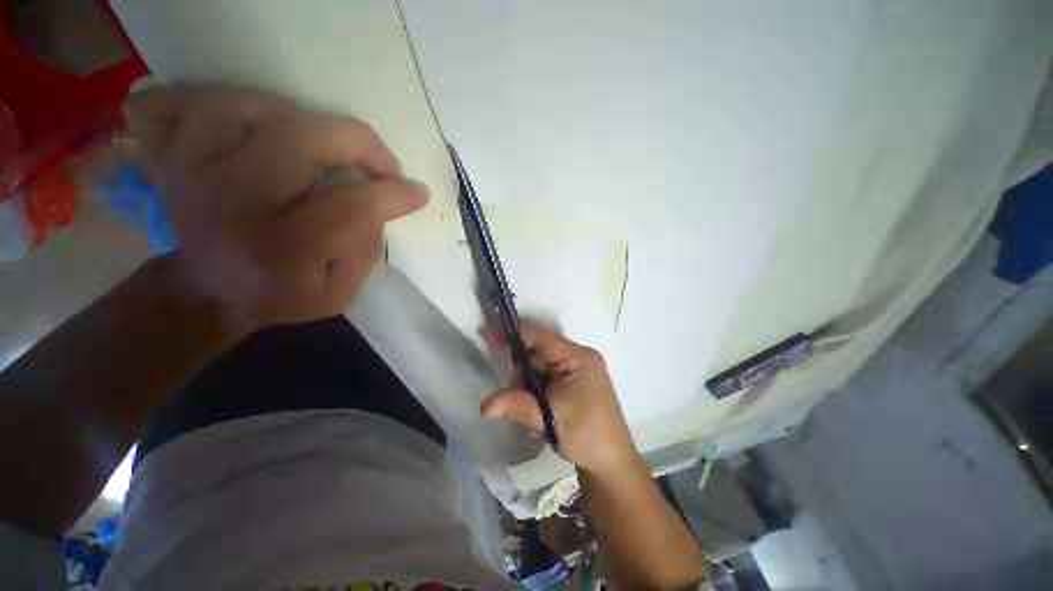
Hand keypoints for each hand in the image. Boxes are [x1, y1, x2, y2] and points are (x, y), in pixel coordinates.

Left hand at [123, 83, 428, 332]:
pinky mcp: (168, 154)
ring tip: (322, 140)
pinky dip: (214, 98)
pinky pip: (174, 101)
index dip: (391, 195)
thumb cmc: (282, 296)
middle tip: (381, 161)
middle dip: (354, 141)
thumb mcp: (339, 293)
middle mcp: (226, 204)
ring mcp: (186, 171)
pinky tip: (251, 120)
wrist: (211, 292)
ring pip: (237, 105)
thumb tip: (379, 201)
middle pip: (291, 140)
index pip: (345, 209)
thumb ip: (365, 249)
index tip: (417, 192)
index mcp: (277, 252)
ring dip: (294, 113)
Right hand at [480, 324, 638, 474]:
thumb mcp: (550, 419)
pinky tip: (535, 407)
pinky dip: (534, 388)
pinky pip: (545, 376)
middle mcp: (577, 358)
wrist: (611, 464)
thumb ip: (516, 406)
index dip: (513, 334)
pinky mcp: (572, 383)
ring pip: (539, 365)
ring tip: (529, 408)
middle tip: (512, 394)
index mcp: (578, 357)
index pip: (540, 337)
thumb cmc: (587, 436)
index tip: (487, 336)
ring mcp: (575, 370)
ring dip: (526, 383)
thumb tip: (484, 406)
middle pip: (538, 351)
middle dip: (520, 370)